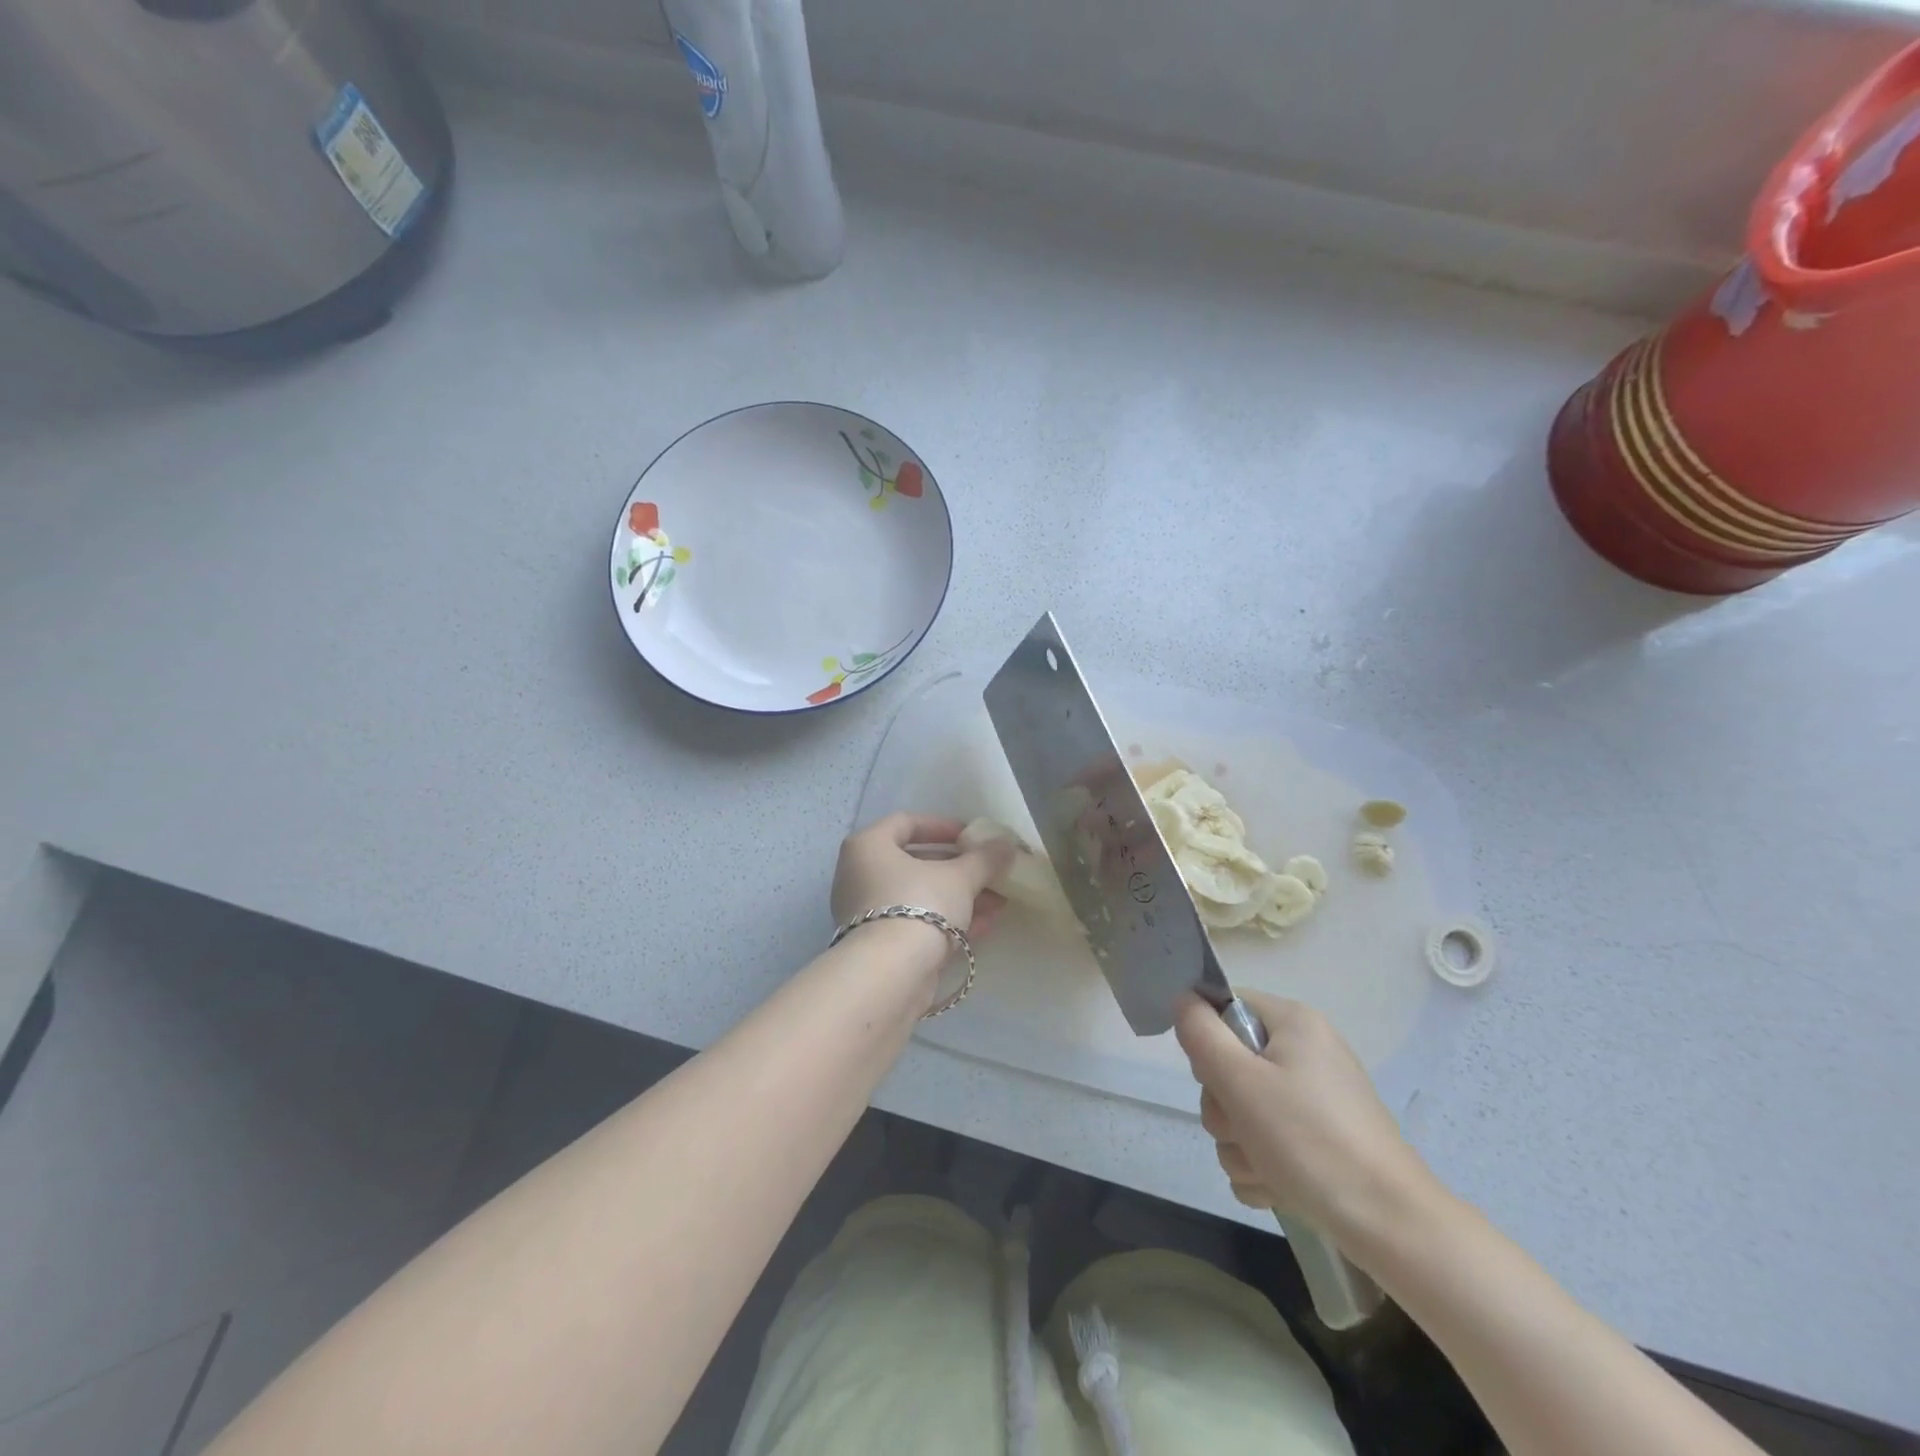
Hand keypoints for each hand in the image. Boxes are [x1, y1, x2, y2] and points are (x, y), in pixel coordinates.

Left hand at [831, 813, 1013, 943]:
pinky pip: (917, 922)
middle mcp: (860, 875)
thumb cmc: (919, 905)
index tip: (972, 836)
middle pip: (915, 862)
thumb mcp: (960, 877)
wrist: (890, 975)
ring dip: (959, 896)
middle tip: (990, 871)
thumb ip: (984, 858)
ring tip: (999, 900)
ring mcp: (867, 912)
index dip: (942, 826)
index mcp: (869, 846)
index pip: (906, 822)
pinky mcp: (880, 945)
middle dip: (958, 868)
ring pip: (920, 895)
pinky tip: (985, 924)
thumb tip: (1006, 844)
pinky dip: (947, 920)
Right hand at [1175, 990, 1440, 1246]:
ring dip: (1241, 1146)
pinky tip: (1278, 1188)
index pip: (1226, 1008)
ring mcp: (1316, 1101)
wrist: (1391, 1226)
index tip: (1217, 1078)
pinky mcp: (1322, 1142)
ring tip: (1266, 1170)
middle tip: (1243, 1130)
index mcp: (1294, 1023)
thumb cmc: (1310, 1141)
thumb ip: (1201, 1034)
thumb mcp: (1241, 1081)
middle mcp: (1307, 1053)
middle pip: (1231, 1065)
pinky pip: (1268, 1143)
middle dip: (1225, 1108)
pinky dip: (1264, 1168)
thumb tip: (1183, 999)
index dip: (1208, 1042)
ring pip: (1244, 1111)